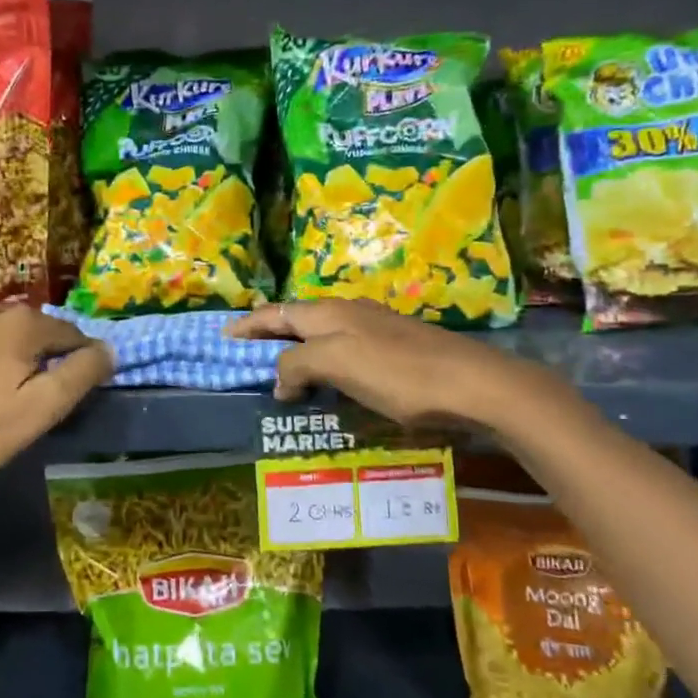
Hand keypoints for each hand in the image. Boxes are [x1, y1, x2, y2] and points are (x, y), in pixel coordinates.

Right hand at [227, 299, 575, 431]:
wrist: (474, 384)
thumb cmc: (398, 373)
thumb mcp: (337, 363)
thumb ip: (297, 365)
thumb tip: (278, 381)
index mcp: (330, 312)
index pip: (276, 313)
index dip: (248, 325)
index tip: (223, 338)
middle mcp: (349, 313)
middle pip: (298, 320)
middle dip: (270, 335)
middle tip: (247, 357)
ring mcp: (376, 330)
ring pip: (322, 335)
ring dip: (297, 351)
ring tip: (282, 374)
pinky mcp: (396, 350)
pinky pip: (344, 352)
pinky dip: (324, 364)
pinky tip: (330, 383)